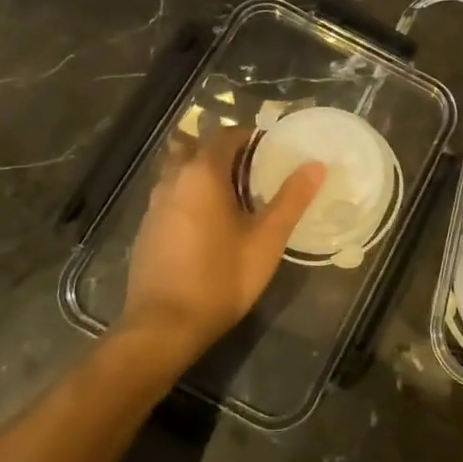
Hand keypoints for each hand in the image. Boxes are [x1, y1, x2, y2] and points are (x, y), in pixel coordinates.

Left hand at [118, 127, 324, 363]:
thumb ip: (291, 200)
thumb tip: (316, 165)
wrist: (163, 326)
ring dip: (204, 171)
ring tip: (233, 195)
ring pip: (180, 170)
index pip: (226, 135)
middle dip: (225, 151)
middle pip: (197, 147)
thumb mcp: (266, 240)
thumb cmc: (221, 278)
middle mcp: (173, 179)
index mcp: (202, 174)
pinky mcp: (146, 227)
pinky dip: (190, 193)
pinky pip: (171, 194)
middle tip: (254, 170)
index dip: (250, 136)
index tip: (272, 149)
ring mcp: (154, 204)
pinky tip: (208, 222)